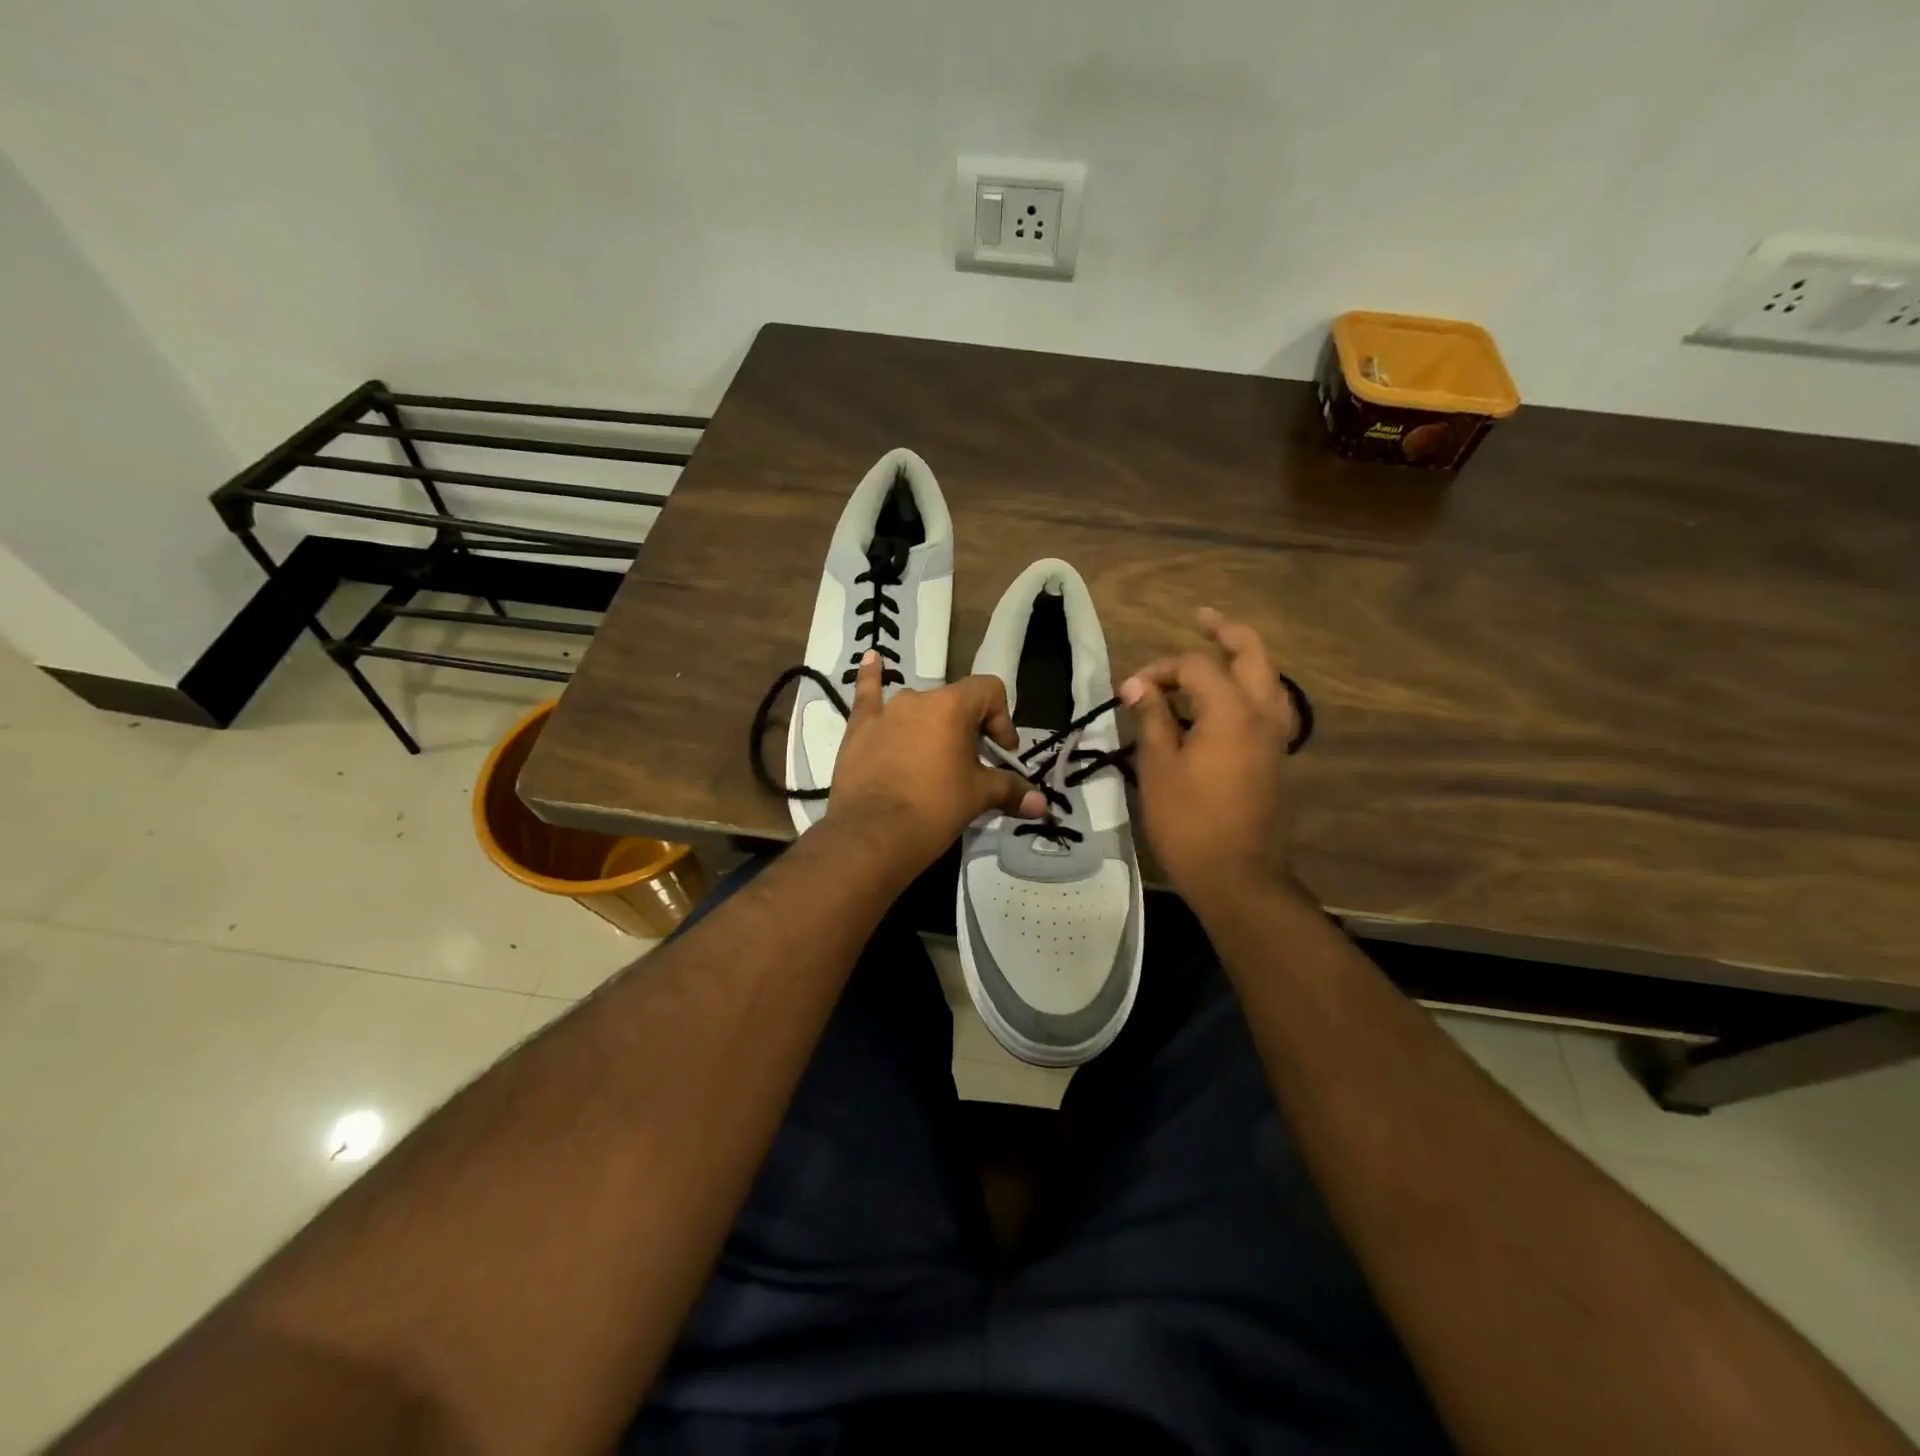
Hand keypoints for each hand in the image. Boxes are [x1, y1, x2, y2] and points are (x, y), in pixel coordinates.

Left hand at [826, 652, 1046, 874]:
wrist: (872, 836)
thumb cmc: (934, 809)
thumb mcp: (978, 798)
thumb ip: (1010, 790)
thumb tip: (1041, 803)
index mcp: (952, 706)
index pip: (989, 691)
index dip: (1002, 719)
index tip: (1002, 753)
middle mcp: (918, 699)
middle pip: (955, 702)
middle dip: (969, 729)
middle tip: (972, 765)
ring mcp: (885, 712)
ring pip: (919, 708)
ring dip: (932, 725)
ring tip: (934, 757)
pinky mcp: (858, 729)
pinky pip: (868, 696)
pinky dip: (871, 678)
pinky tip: (871, 658)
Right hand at [1119, 608, 1301, 912]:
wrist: (1236, 874)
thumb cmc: (1189, 821)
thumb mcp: (1158, 767)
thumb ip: (1151, 718)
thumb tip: (1137, 687)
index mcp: (1231, 711)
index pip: (1195, 667)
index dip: (1160, 669)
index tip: (1130, 690)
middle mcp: (1261, 713)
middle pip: (1252, 654)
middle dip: (1226, 632)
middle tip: (1201, 619)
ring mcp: (1274, 736)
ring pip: (1268, 679)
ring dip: (1243, 658)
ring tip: (1216, 650)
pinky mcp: (1274, 756)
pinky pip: (1268, 705)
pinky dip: (1249, 688)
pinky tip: (1226, 698)